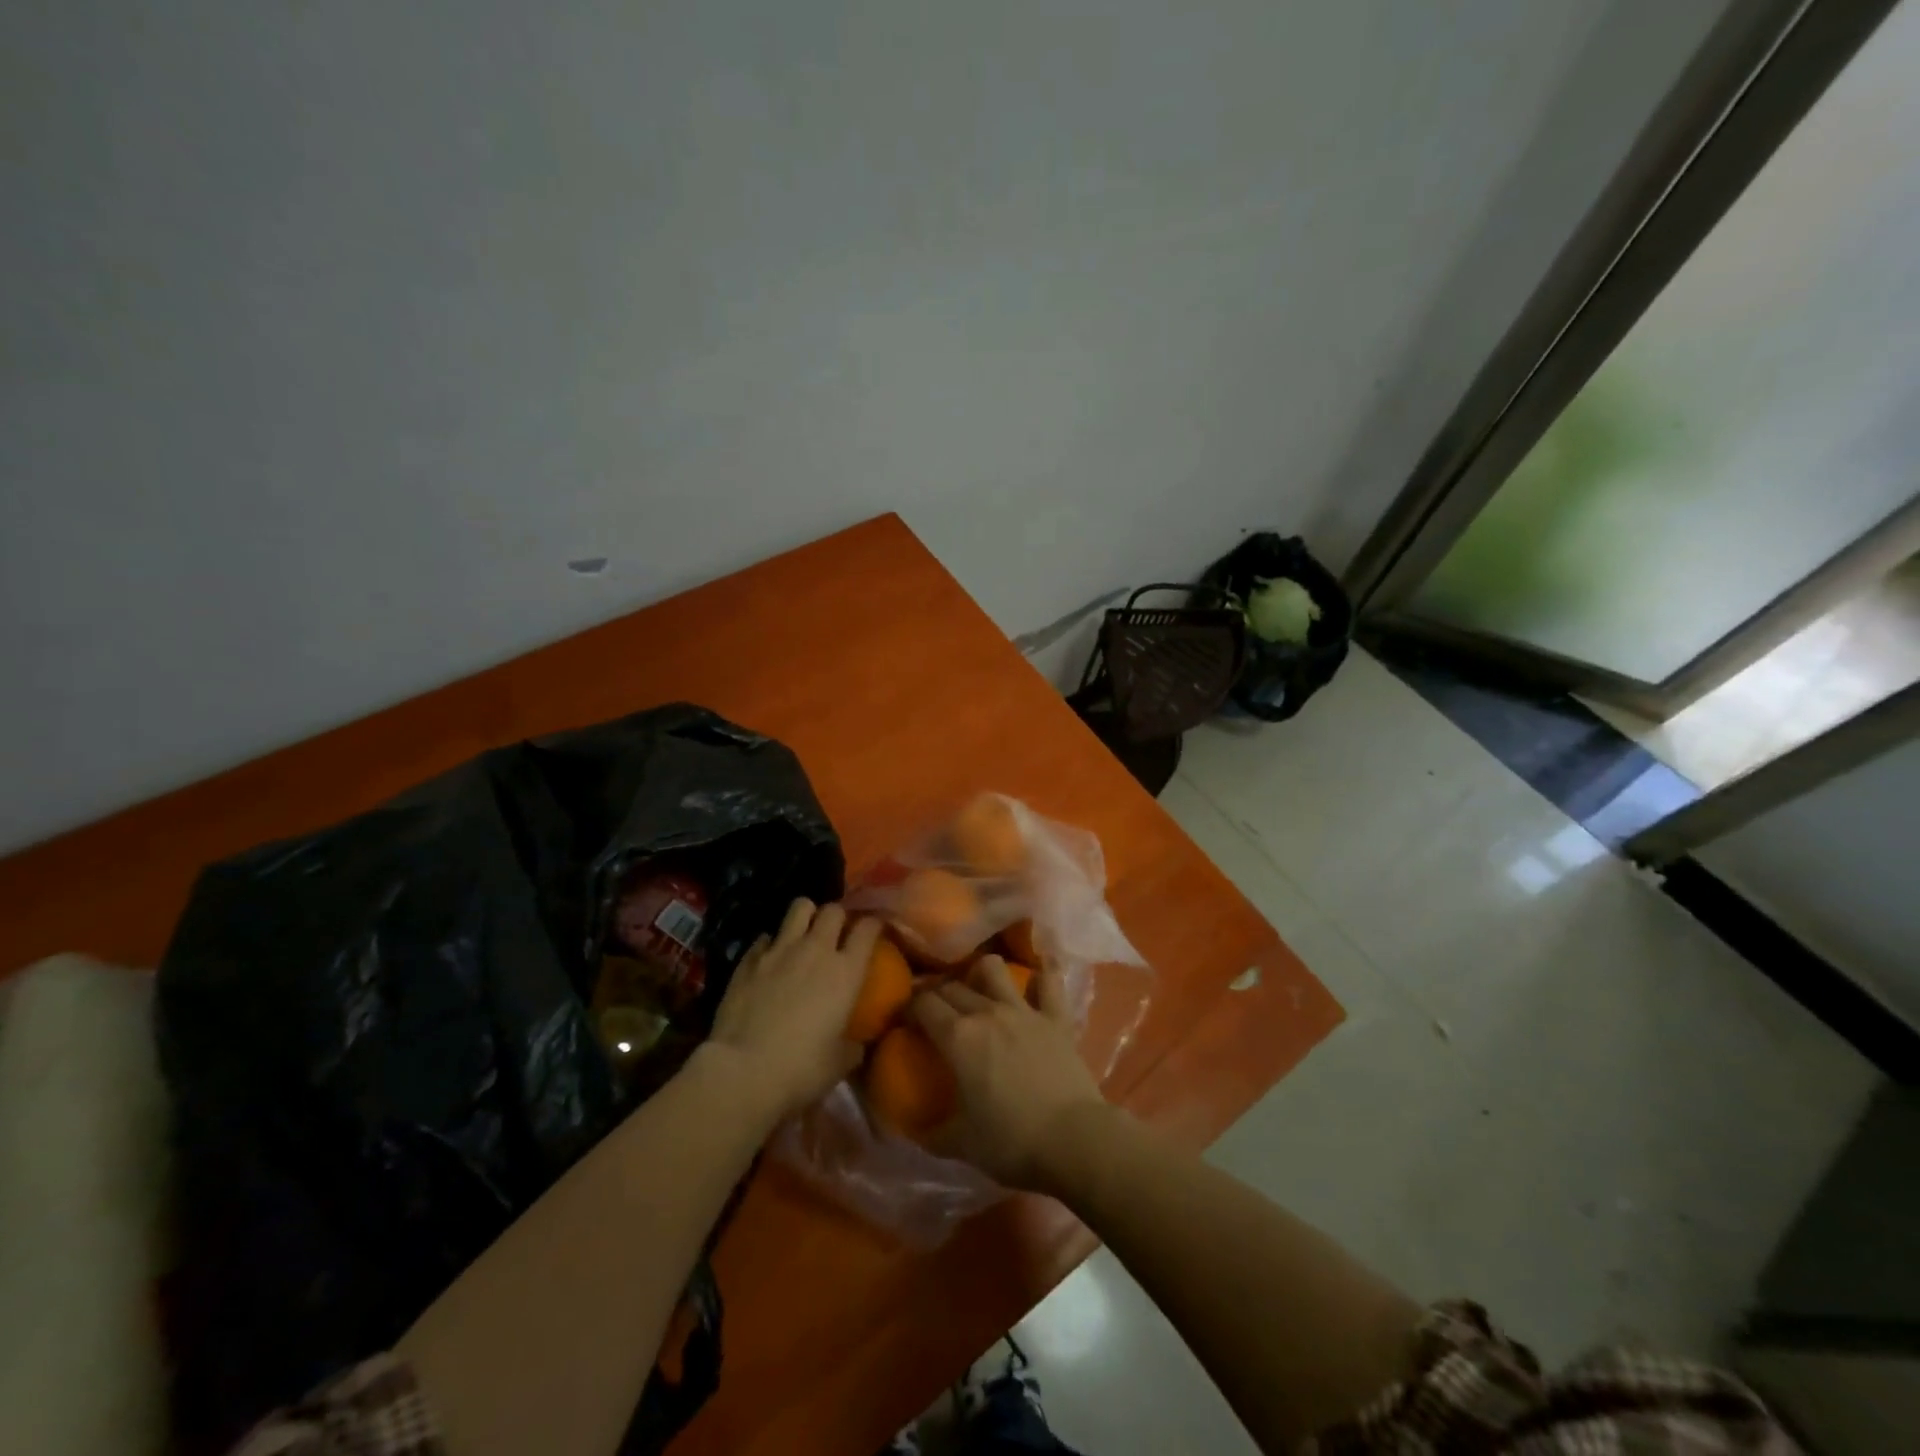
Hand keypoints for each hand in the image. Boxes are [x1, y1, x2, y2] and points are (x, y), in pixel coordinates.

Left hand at [706, 899, 879, 1121]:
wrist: (742, 1071)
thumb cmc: (801, 1069)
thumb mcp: (840, 1063)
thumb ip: (854, 1045)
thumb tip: (857, 1043)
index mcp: (846, 971)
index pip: (868, 928)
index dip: (874, 925)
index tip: (874, 933)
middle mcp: (816, 950)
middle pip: (833, 910)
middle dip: (838, 917)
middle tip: (837, 934)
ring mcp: (779, 950)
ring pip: (799, 907)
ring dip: (806, 916)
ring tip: (804, 933)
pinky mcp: (748, 960)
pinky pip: (765, 938)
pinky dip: (771, 944)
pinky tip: (769, 960)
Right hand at [910, 955, 1107, 1191]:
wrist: (1074, 1140)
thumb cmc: (1011, 1143)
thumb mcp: (961, 1144)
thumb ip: (931, 1132)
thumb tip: (912, 1128)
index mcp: (958, 1038)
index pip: (923, 1004)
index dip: (909, 1007)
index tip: (905, 1019)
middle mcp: (987, 1012)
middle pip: (952, 986)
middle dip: (938, 994)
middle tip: (935, 1011)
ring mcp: (1024, 1010)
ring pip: (994, 968)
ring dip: (980, 973)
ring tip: (978, 989)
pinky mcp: (1056, 1017)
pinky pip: (1049, 981)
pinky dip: (1042, 973)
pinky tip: (1038, 972)